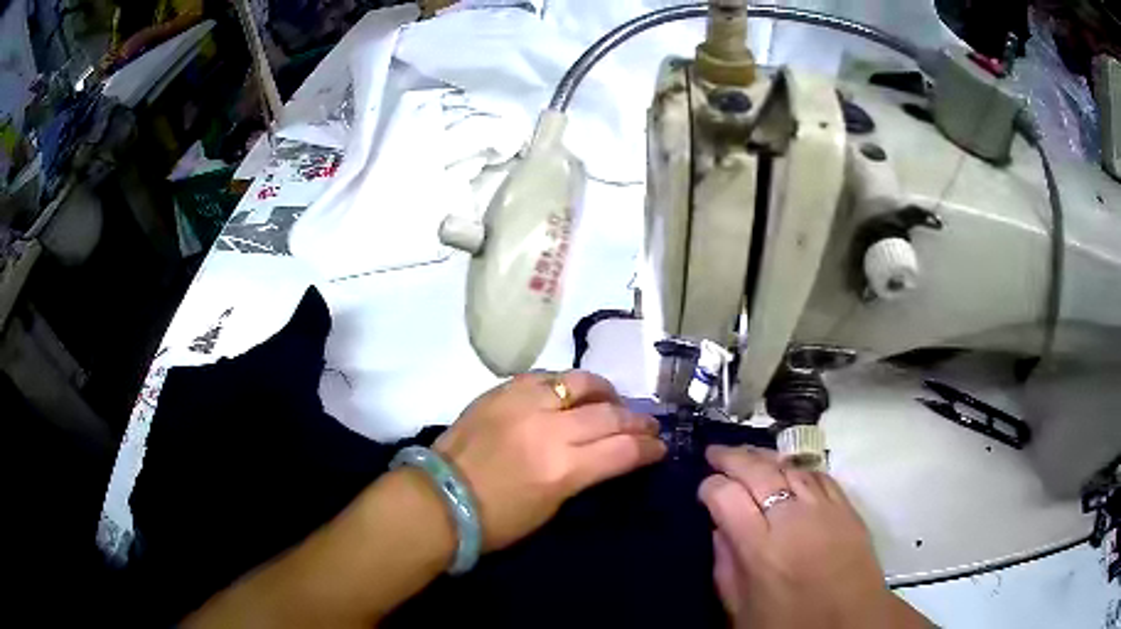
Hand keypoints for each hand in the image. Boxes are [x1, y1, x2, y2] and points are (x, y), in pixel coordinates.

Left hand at [434, 370, 665, 551]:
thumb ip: (583, 475)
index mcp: (562, 469)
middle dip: (637, 420)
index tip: (659, 447)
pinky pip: (545, 376)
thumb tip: (606, 455)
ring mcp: (523, 403)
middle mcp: (548, 429)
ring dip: (605, 392)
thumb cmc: (496, 520)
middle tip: (647, 425)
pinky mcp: (501, 390)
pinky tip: (571, 393)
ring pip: (580, 382)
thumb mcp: (551, 507)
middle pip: (609, 413)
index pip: (623, 450)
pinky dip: (566, 384)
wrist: (439, 498)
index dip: (648, 448)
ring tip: (612, 401)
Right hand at [699, 446, 930, 627]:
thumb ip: (724, 567)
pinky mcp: (846, 507)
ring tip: (747, 454)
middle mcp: (791, 520)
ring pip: (788, 467)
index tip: (704, 490)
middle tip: (715, 452)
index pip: (726, 497)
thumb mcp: (740, 609)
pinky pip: (818, 475)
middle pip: (757, 472)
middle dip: (732, 458)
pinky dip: (797, 468)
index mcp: (759, 549)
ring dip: (763, 457)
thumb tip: (718, 529)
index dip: (709, 486)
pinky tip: (787, 469)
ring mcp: (823, 508)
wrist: (850, 623)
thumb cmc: (789, 623)